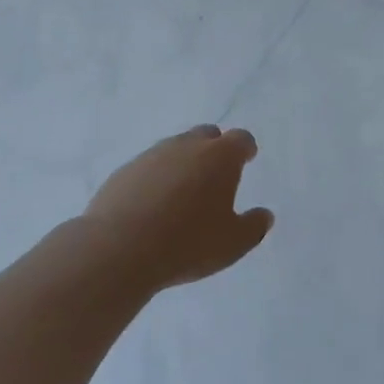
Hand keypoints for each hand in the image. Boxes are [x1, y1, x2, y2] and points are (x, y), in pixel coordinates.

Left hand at [84, 125, 273, 290]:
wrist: (119, 248)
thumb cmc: (187, 243)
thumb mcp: (233, 244)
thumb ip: (254, 226)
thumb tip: (264, 215)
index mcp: (220, 157)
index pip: (240, 139)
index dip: (245, 148)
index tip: (247, 158)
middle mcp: (187, 146)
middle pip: (206, 135)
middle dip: (215, 149)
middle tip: (216, 174)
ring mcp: (152, 155)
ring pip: (175, 148)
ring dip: (184, 163)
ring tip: (183, 192)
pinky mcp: (125, 171)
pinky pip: (149, 167)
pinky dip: (157, 178)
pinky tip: (153, 204)